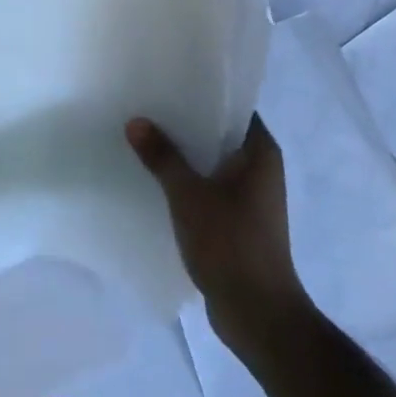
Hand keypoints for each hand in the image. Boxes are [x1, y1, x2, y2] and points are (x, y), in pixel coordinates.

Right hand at [127, 114, 306, 352]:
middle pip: (219, 133)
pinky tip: (156, 178)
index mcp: (260, 152)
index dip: (204, 93)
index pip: (234, 107)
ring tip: (145, 137)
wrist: (257, 314)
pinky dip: (187, 181)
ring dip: (184, 155)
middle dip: (186, 123)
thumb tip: (135, 121)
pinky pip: (209, 187)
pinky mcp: (238, 221)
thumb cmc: (230, 244)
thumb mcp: (188, 195)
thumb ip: (162, 157)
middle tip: (148, 106)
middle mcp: (260, 169)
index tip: (170, 82)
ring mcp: (250, 197)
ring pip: (212, 162)